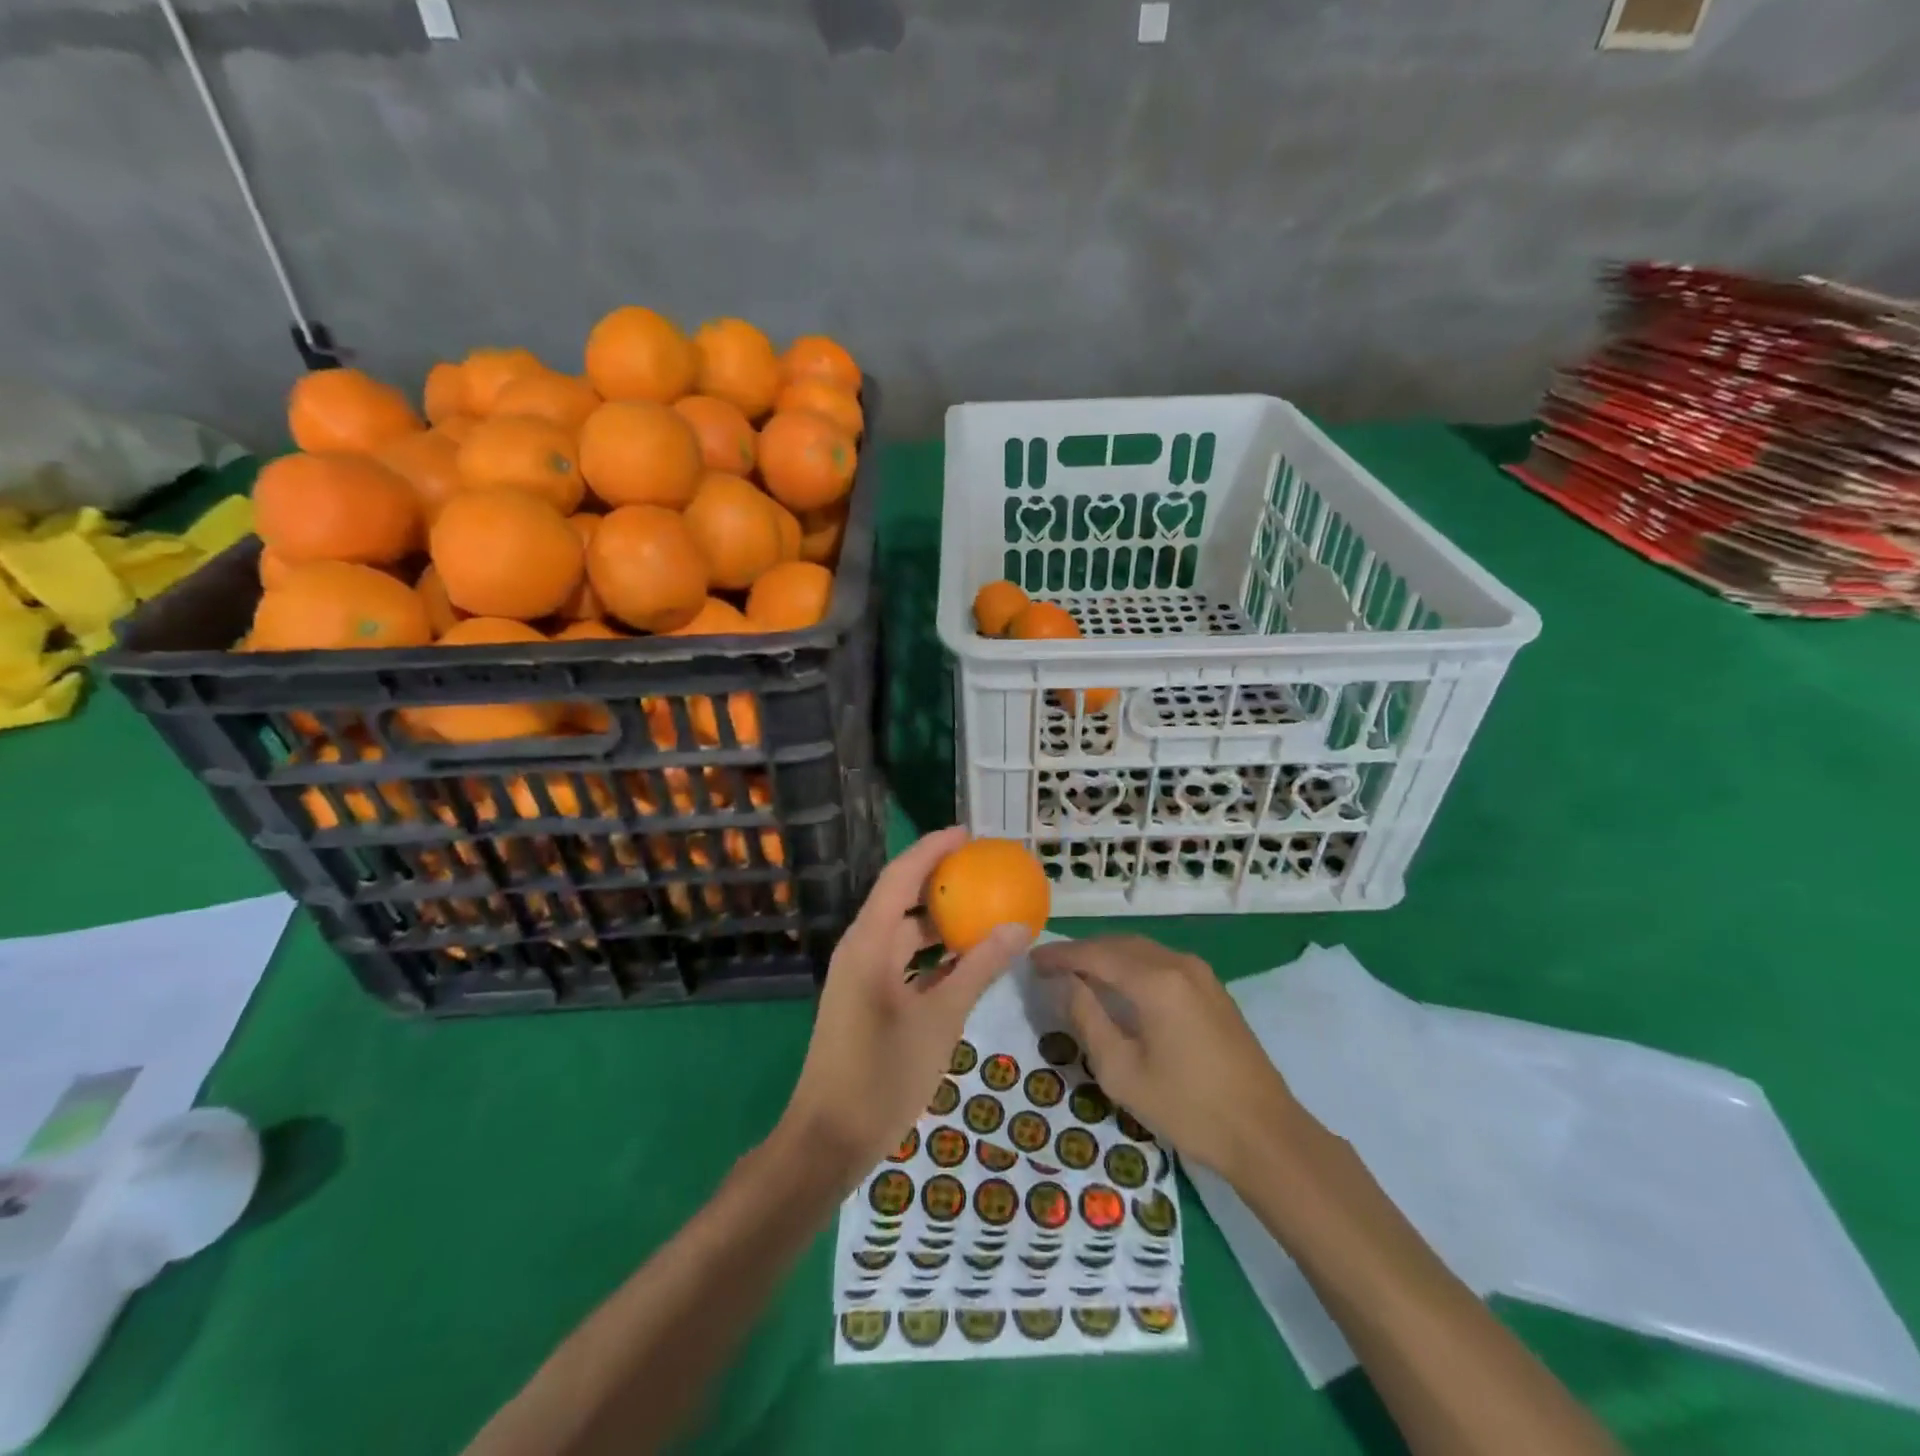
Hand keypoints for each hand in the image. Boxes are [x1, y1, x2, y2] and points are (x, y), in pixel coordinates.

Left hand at [781, 828, 1030, 1182]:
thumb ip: (979, 969)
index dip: (932, 849)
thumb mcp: (941, 1019)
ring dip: (940, 921)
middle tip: (986, 871)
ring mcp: (861, 976)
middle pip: (901, 899)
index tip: (969, 834)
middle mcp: (861, 949)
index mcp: (868, 943)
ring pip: (904, 933)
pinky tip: (967, 960)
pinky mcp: (866, 999)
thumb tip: (1019, 927)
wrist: (829, 1139)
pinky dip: (933, 955)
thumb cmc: (883, 1075)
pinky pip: (903, 961)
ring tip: (984, 910)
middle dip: (941, 882)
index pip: (900, 876)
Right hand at [1030, 936, 1303, 1180]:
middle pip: (1118, 944)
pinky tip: (1119, 984)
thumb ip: (1087, 1018)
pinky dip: (1131, 964)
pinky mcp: (1212, 989)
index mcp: (1154, 980)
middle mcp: (1178, 964)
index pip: (1095, 954)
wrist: (1265, 1134)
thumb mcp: (1121, 1071)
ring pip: (1141, 949)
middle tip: (1049, 967)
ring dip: (1107, 956)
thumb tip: (1064, 983)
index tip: (1032, 961)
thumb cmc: (1187, 1107)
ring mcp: (1200, 974)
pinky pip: (1161, 962)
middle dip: (1082, 952)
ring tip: (1077, 973)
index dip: (1060, 955)